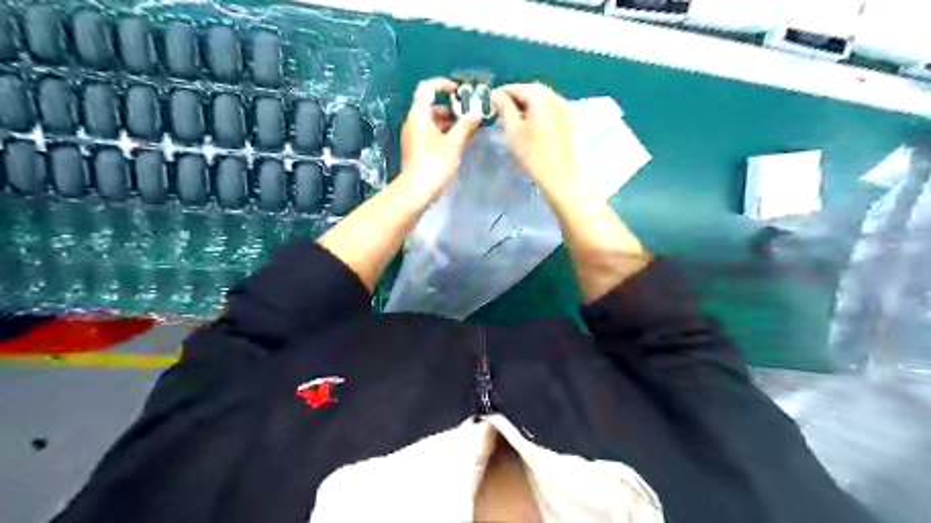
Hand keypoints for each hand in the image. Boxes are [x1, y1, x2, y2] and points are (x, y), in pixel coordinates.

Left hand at [400, 79, 483, 204]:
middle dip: (451, 108)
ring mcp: (414, 136)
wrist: (416, 191)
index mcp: (419, 115)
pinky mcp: (417, 148)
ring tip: (468, 129)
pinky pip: (431, 133)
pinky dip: (444, 133)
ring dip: (450, 122)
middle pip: (431, 105)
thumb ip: (465, 126)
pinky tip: (459, 142)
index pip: (427, 88)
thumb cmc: (434, 164)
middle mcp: (414, 121)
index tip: (459, 91)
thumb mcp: (453, 144)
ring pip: (432, 121)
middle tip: (469, 115)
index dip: (443, 84)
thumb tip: (476, 113)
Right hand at [495, 81, 574, 190]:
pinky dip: (537, 111)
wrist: (558, 176)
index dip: (502, 92)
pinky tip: (529, 123)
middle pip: (532, 91)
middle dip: (515, 96)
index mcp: (541, 97)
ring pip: (541, 100)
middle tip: (500, 107)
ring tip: (513, 115)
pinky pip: (549, 109)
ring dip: (526, 103)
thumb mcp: (513, 129)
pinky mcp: (567, 122)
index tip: (490, 100)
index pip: (518, 87)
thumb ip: (504, 107)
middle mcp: (555, 98)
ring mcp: (564, 109)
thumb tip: (497, 95)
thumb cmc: (532, 153)